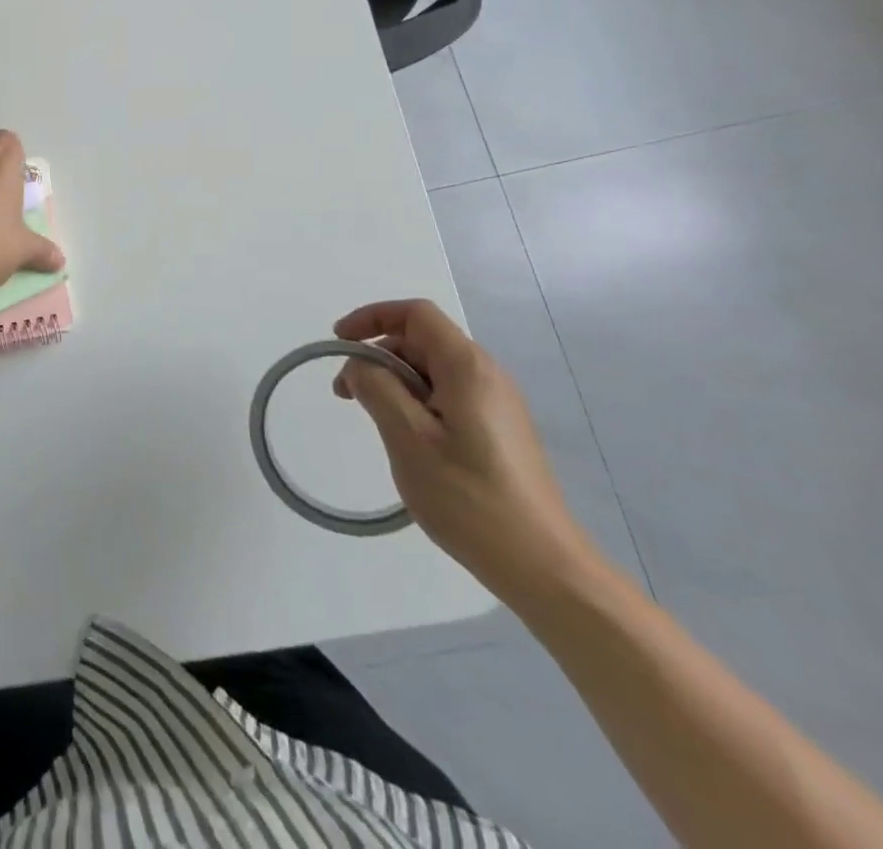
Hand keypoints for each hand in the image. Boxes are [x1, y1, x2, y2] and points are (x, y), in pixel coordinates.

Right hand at [333, 298, 598, 605]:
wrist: (543, 567)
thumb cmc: (470, 498)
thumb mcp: (408, 438)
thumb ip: (376, 389)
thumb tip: (360, 365)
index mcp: (467, 368)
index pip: (415, 314)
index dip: (372, 317)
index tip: (339, 342)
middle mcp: (487, 375)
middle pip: (421, 341)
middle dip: (377, 356)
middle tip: (345, 394)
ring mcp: (497, 404)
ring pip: (432, 371)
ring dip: (393, 382)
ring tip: (372, 420)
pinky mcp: (498, 431)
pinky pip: (447, 396)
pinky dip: (415, 402)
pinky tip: (405, 439)